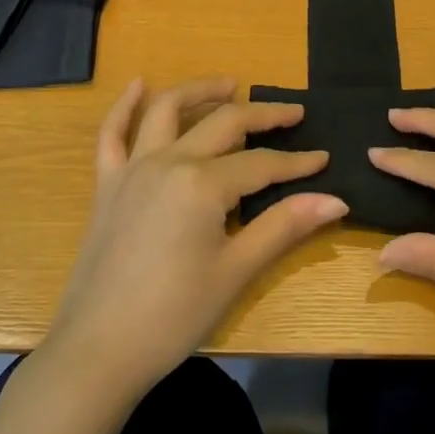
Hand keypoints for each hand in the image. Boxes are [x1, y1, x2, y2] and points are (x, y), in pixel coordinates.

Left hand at [45, 77, 346, 400]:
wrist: (98, 349)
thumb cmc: (174, 315)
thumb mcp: (235, 271)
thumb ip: (283, 226)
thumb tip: (336, 199)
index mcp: (202, 183)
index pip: (261, 163)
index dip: (297, 162)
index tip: (325, 158)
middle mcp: (167, 161)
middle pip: (222, 124)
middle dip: (261, 115)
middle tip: (291, 112)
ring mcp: (132, 169)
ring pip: (166, 111)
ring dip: (199, 91)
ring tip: (228, 84)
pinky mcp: (107, 184)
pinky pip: (111, 135)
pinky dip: (124, 106)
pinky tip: (138, 85)